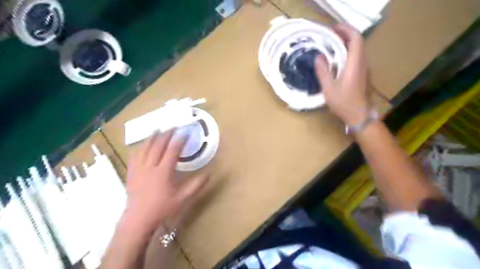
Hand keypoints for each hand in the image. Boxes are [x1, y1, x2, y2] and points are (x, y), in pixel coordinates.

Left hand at [124, 130, 207, 228]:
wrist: (139, 219)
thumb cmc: (162, 208)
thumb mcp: (183, 198)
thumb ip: (196, 185)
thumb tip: (208, 174)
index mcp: (163, 172)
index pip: (172, 151)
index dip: (179, 140)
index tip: (185, 132)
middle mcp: (150, 166)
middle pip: (158, 145)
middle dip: (166, 134)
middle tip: (173, 126)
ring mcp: (138, 168)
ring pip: (145, 148)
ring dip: (152, 137)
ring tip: (158, 129)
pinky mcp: (131, 172)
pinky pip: (135, 155)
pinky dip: (140, 147)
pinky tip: (143, 144)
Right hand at [318, 23, 367, 125]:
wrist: (360, 116)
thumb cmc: (344, 103)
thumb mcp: (329, 89)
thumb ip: (323, 72)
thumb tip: (318, 57)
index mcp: (355, 65)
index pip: (356, 39)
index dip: (346, 30)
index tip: (333, 29)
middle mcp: (363, 64)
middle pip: (358, 42)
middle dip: (345, 35)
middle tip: (330, 35)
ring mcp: (365, 69)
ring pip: (359, 50)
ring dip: (347, 43)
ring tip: (332, 45)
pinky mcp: (364, 75)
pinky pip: (358, 58)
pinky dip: (349, 52)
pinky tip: (339, 59)